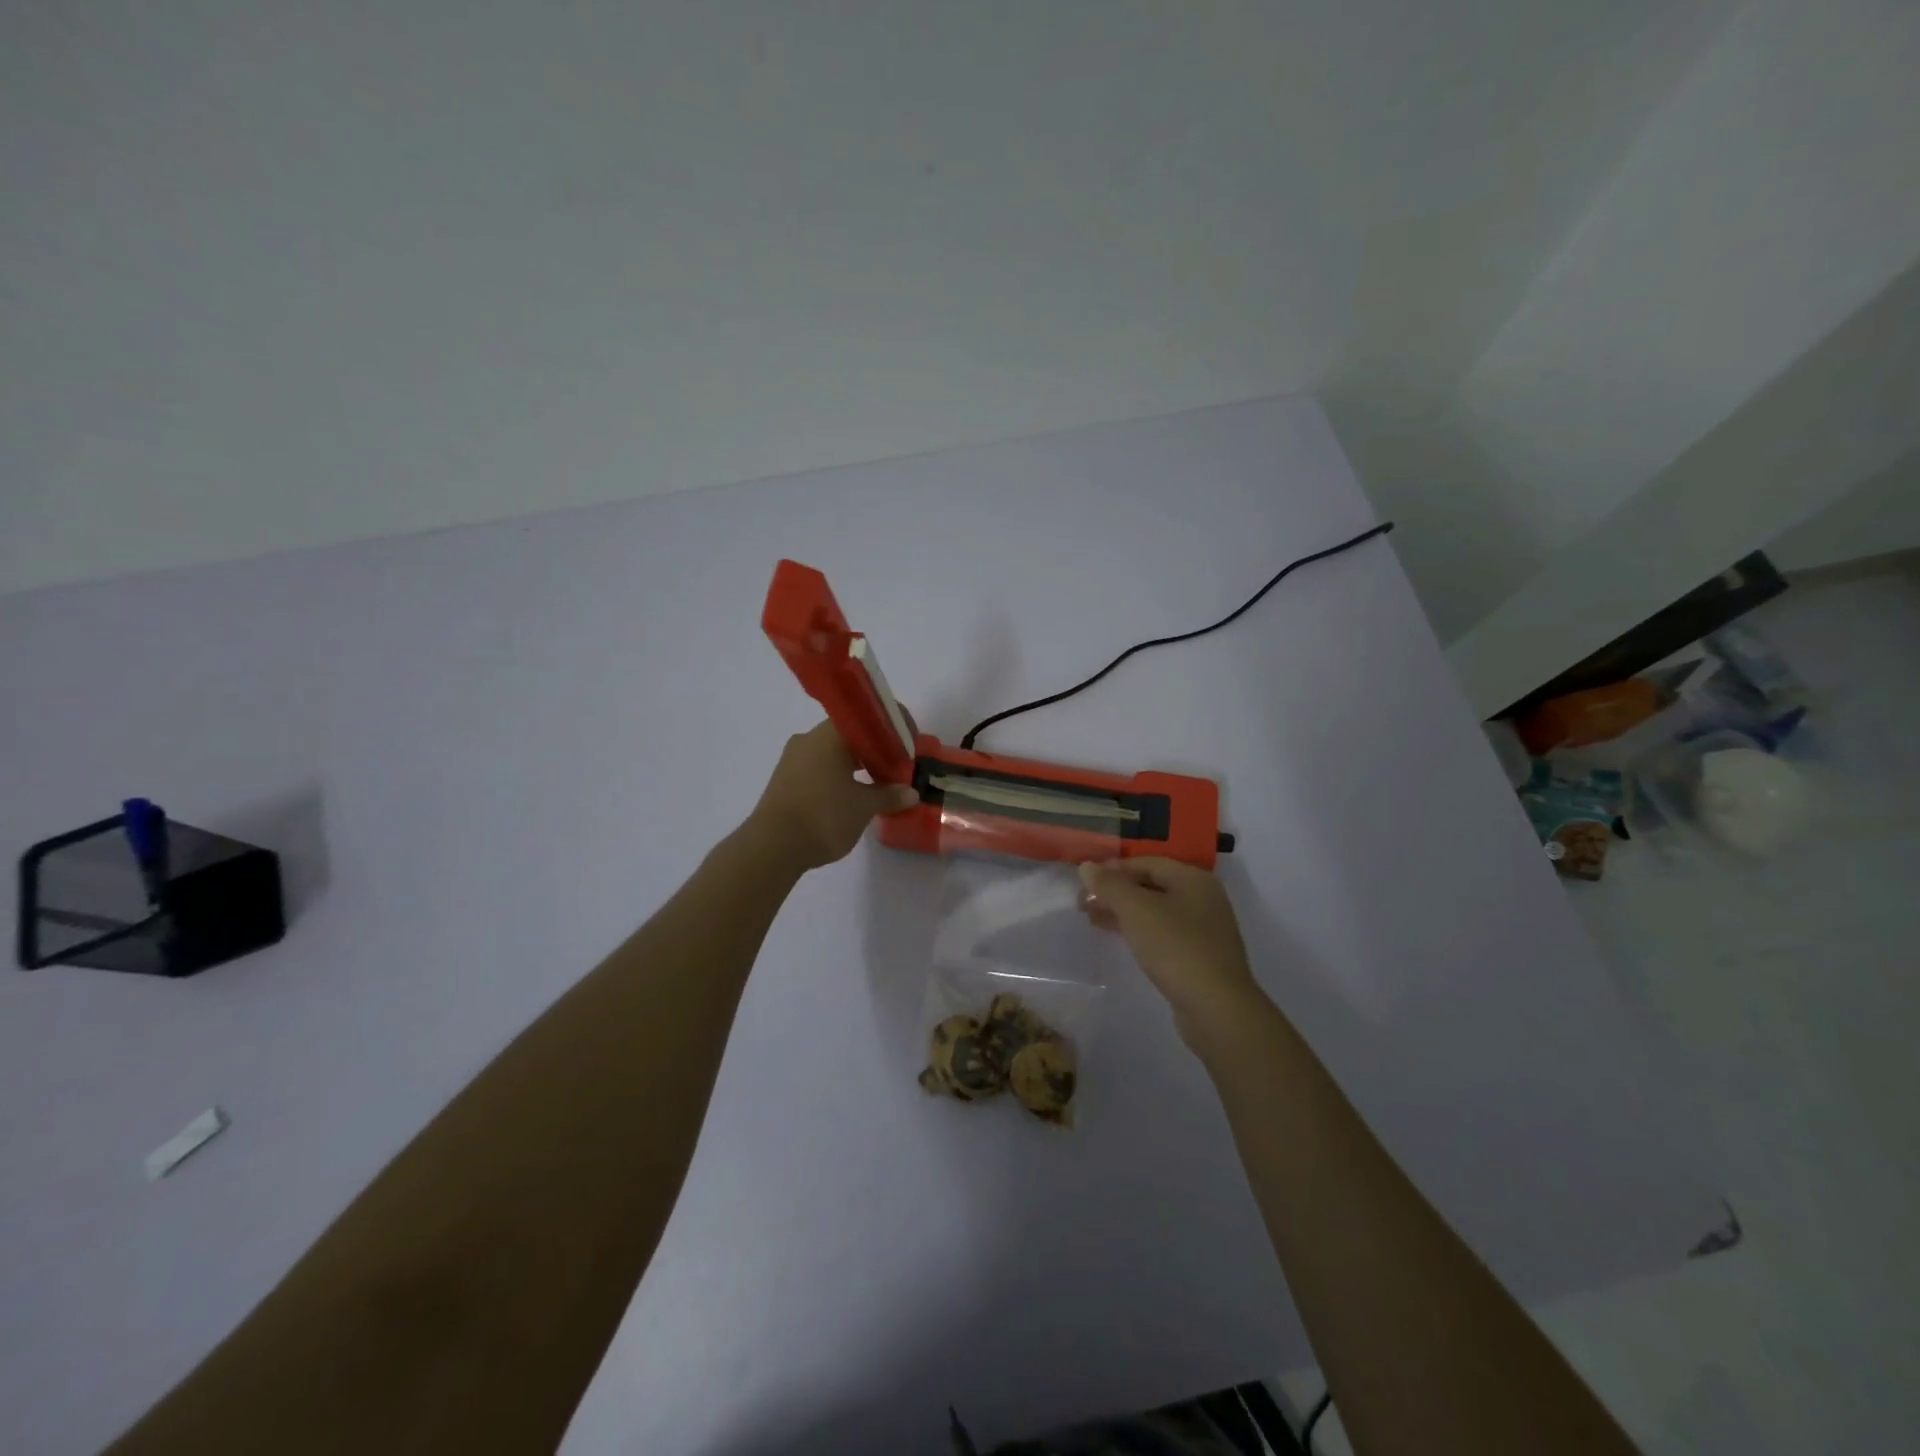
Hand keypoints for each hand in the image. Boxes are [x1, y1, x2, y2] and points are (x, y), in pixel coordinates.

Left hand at [748, 720, 918, 871]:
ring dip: (859, 764)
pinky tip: (854, 795)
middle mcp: (809, 740)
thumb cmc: (823, 817)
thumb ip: (888, 795)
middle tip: (899, 765)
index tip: (909, 744)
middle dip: (877, 749)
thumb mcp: (863, 807)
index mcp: (829, 735)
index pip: (866, 718)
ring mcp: (794, 760)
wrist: (771, 848)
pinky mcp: (786, 780)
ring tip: (881, 784)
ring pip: (834, 752)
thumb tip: (910, 792)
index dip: (892, 728)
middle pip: (850, 734)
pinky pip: (821, 768)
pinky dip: (842, 776)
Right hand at [1077, 858, 1268, 1047]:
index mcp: (1193, 879)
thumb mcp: (1137, 910)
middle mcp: (1202, 898)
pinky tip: (1118, 938)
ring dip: (1123, 912)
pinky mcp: (1199, 955)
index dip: (1113, 869)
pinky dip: (1138, 930)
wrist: (1216, 1008)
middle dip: (1116, 892)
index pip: (1147, 862)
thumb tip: (1086, 866)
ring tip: (1092, 920)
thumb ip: (1109, 885)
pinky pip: (1162, 932)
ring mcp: (1203, 928)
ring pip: (1155, 910)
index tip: (1084, 882)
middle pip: (1151, 885)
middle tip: (1083, 904)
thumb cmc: (1176, 948)